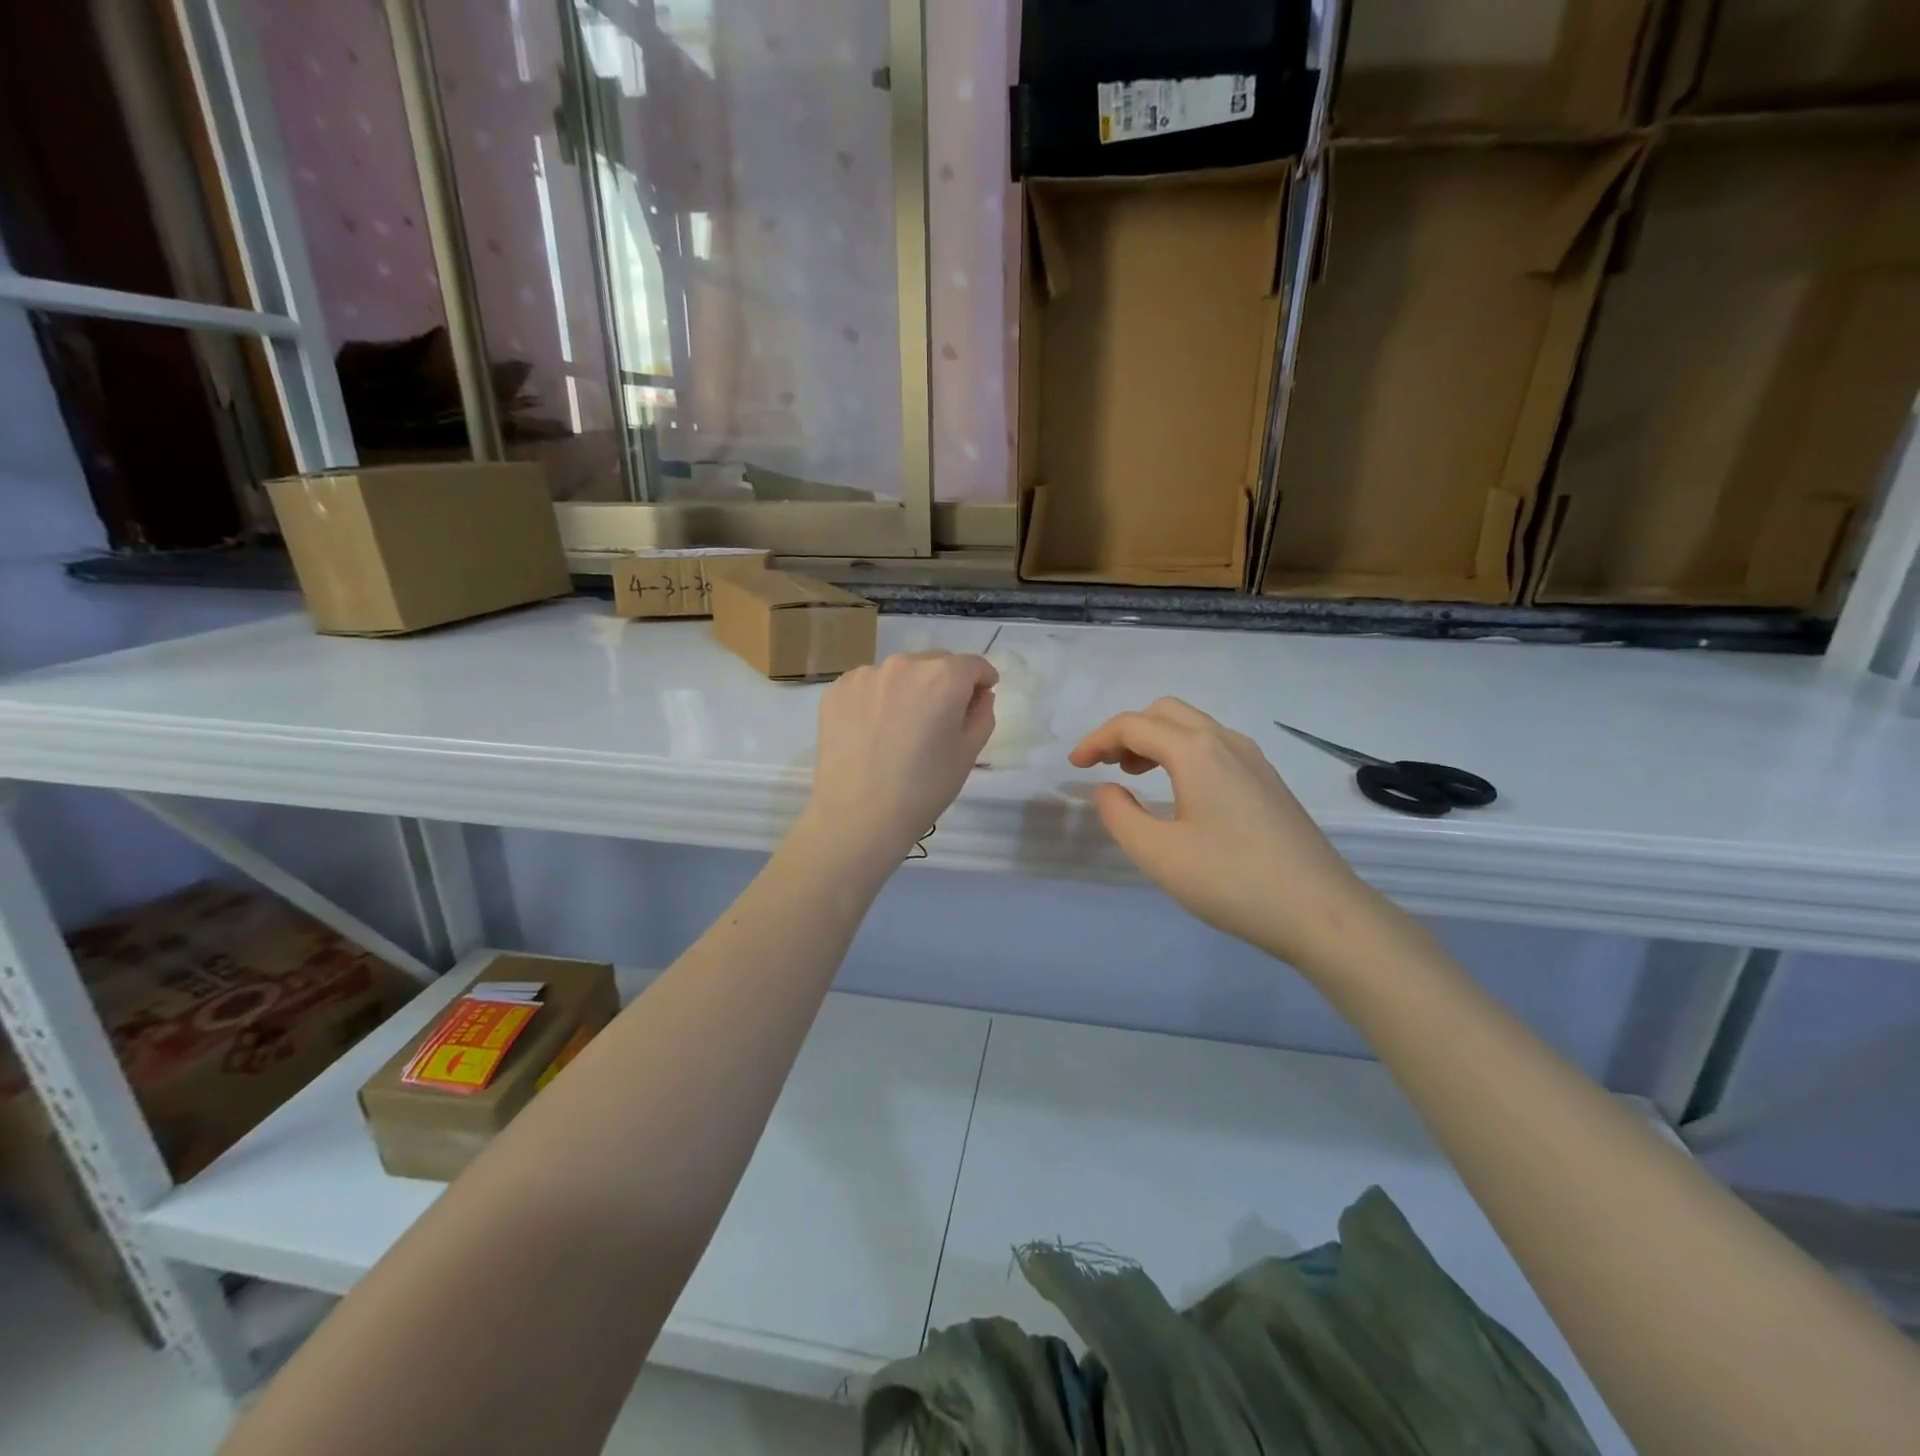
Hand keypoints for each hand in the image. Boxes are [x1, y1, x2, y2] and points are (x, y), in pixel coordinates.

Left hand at [802, 651, 997, 863]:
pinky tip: (872, 733)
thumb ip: (981, 714)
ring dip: (908, 690)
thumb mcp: (968, 753)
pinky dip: (876, 700)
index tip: (978, 701)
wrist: (858, 815)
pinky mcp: (836, 691)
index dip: (982, 681)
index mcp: (943, 676)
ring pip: (899, 674)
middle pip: (935, 663)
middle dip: (944, 684)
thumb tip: (978, 696)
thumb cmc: (924, 787)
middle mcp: (904, 664)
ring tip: (900, 729)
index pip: (973, 665)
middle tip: (938, 721)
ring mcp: (865, 675)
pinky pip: (868, 686)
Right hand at [1069, 698, 1384, 971]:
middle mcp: (1226, 742)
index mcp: (1196, 751)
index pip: (1133, 725)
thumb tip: (1107, 789)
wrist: (1322, 912)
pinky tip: (1178, 790)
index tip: (1074, 767)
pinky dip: (1181, 753)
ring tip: (1133, 775)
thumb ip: (1120, 815)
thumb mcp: (1159, 854)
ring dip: (1155, 740)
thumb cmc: (1232, 881)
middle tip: (1103, 766)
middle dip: (1126, 732)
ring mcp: (1253, 759)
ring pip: (1192, 726)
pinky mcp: (1267, 780)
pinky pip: (1213, 746)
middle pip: (1164, 712)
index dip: (1096, 740)